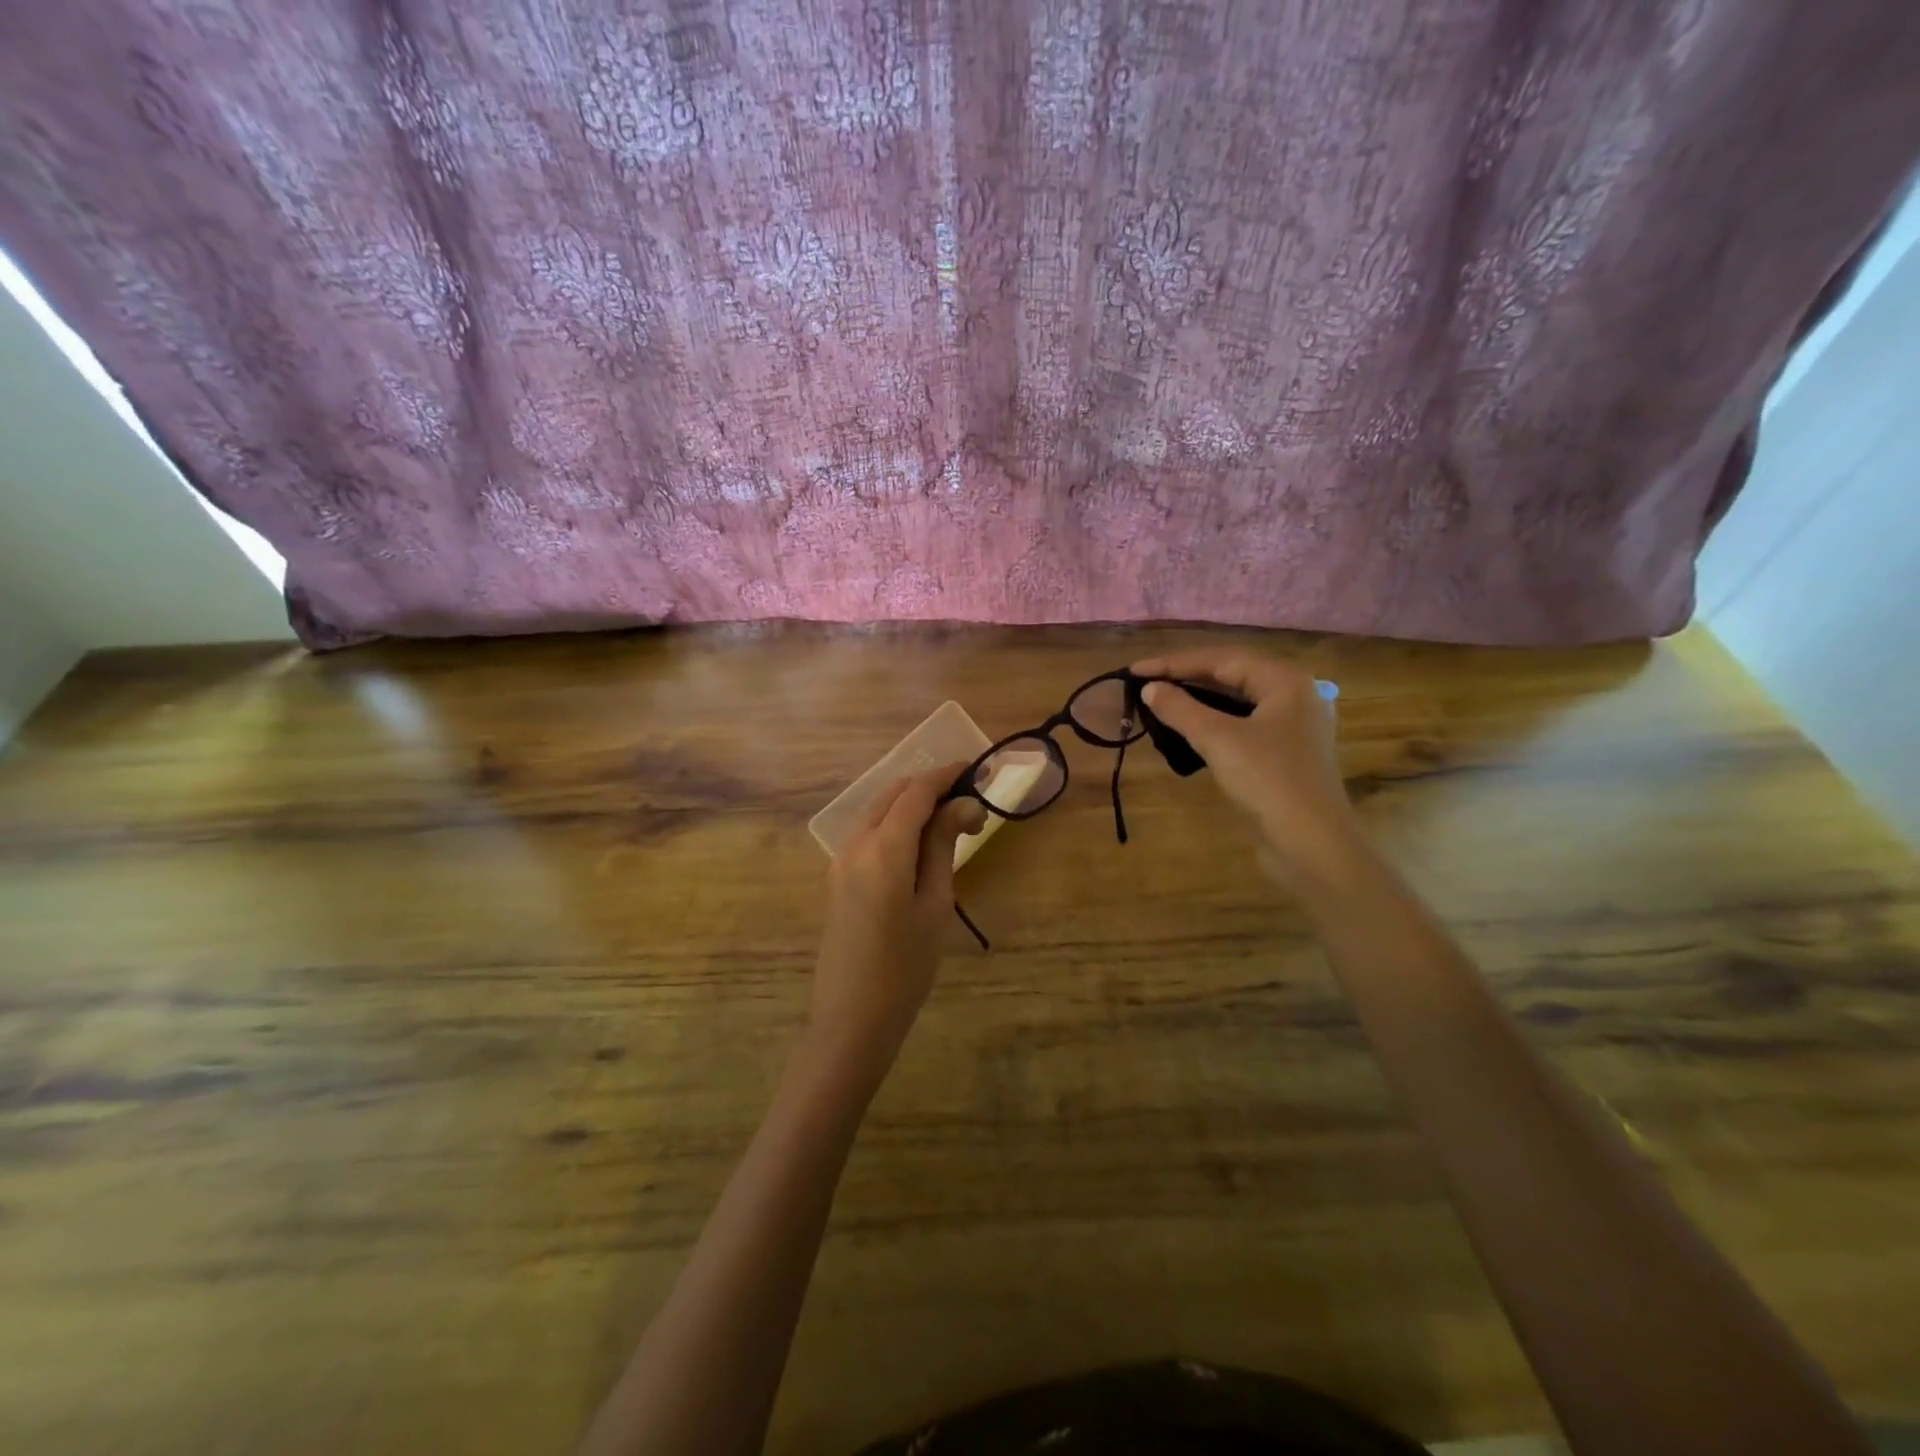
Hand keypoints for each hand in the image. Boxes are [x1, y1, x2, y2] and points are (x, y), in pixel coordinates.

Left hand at [810, 765, 985, 1084]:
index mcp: (882, 849)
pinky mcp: (837, 876)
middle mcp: (854, 843)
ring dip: (911, 804)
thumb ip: (943, 846)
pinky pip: (868, 833)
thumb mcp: (935, 904)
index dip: (946, 775)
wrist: (851, 1019)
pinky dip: (894, 823)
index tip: (975, 768)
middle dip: (929, 787)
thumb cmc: (905, 967)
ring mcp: (840, 860)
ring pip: (877, 811)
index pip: (916, 793)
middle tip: (968, 801)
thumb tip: (963, 805)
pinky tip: (919, 843)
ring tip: (950, 822)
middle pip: (892, 794)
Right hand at [1131, 649, 1364, 890]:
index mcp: (1285, 680)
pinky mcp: (1286, 754)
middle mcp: (1294, 695)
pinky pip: (1243, 725)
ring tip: (1161, 703)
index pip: (1221, 659)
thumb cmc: (1268, 781)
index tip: (1134, 671)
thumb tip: (1150, 688)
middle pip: (1231, 675)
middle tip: (1145, 684)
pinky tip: (1189, 731)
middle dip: (1186, 678)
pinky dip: (1213, 723)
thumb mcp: (1218, 739)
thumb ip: (1180, 708)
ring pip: (1237, 702)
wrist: (1312, 844)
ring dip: (1198, 701)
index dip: (1174, 663)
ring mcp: (1293, 726)